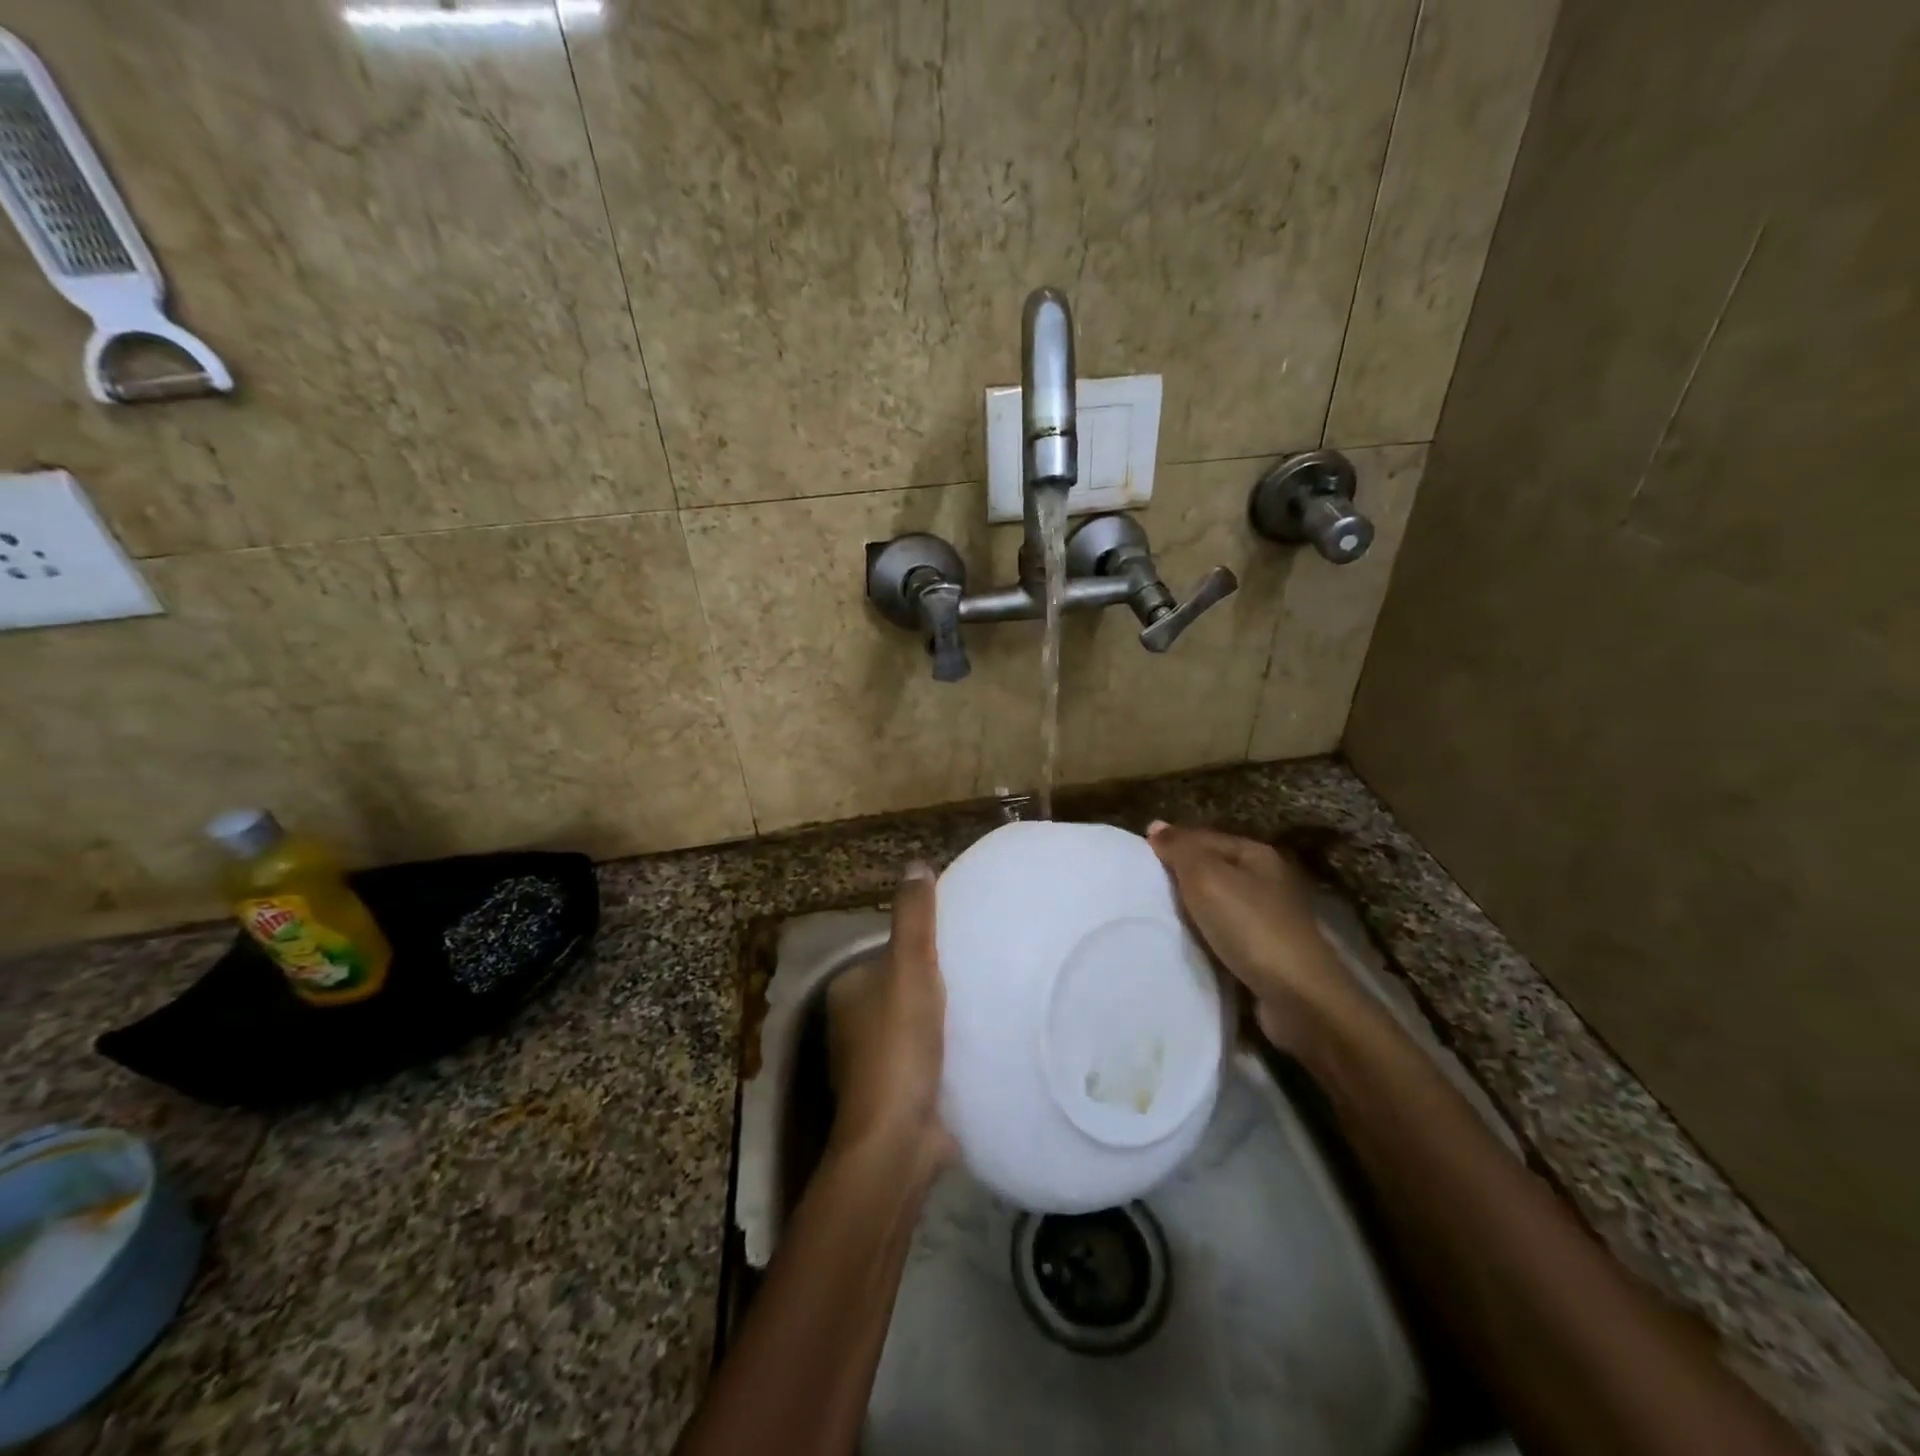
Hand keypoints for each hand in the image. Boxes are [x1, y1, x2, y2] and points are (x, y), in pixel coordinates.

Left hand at [826, 862, 955, 1178]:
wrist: (898, 1138)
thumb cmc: (898, 1044)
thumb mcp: (910, 967)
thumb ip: (913, 917)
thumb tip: (915, 864)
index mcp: (848, 991)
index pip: (887, 952)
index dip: (921, 945)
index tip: (959, 943)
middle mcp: (854, 1025)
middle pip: (902, 988)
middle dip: (935, 982)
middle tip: (980, 971)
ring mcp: (875, 1064)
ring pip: (916, 1025)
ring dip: (944, 1019)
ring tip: (986, 1002)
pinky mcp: (899, 1095)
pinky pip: (928, 1059)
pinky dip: (948, 1051)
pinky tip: (979, 1045)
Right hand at [1147, 821, 1364, 1053]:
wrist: (1298, 998)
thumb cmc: (1250, 926)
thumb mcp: (1206, 877)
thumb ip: (1181, 849)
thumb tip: (1156, 826)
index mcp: (1257, 855)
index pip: (1204, 837)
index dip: (1172, 845)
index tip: (1137, 861)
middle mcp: (1267, 881)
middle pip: (1212, 870)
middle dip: (1180, 879)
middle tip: (1141, 889)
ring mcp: (1269, 919)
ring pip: (1217, 905)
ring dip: (1190, 911)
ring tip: (1155, 917)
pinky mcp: (1266, 954)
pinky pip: (1224, 935)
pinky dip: (1204, 938)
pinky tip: (1184, 944)